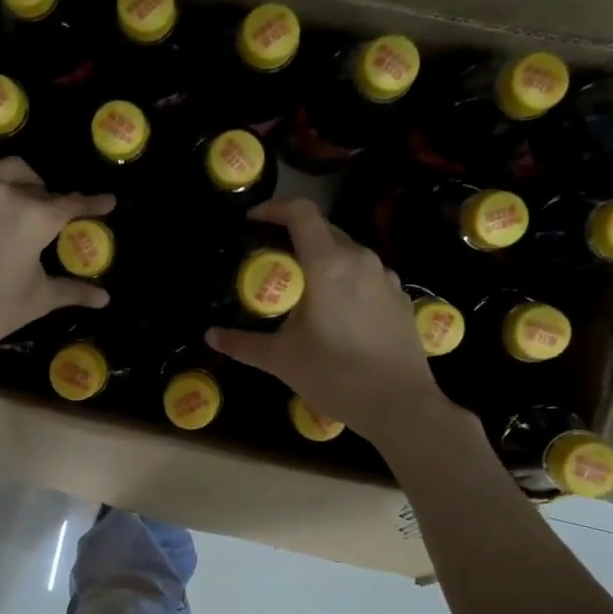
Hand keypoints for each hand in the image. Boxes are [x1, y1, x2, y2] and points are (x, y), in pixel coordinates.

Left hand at [0, 134, 112, 357]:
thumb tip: (104, 298)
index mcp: (38, 219)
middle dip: (47, 200)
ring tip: (16, 192)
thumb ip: (73, 291)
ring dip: (18, 179)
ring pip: (5, 166)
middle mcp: (8, 192)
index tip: (106, 201)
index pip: (73, 204)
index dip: (93, 203)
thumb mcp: (38, 300)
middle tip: (42, 217)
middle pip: (37, 187)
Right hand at [207, 198, 458, 443]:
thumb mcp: (281, 359)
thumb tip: (211, 336)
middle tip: (273, 258)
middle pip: (325, 229)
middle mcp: (361, 260)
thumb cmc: (334, 375)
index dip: (274, 208)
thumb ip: (243, 343)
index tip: (253, 220)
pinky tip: (338, 311)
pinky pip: (368, 276)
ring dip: (323, 258)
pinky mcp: (401, 299)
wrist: (399, 405)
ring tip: (305, 287)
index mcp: (328, 264)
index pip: (301, 213)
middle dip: (296, 235)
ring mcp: (386, 279)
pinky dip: (347, 280)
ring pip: (349, 253)